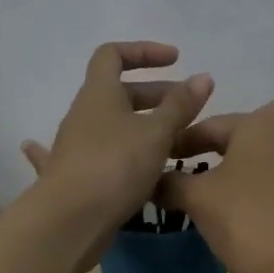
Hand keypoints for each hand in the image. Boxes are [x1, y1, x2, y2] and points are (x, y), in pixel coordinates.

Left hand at [21, 42, 213, 263]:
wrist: (70, 220)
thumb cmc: (115, 166)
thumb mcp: (156, 134)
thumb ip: (180, 106)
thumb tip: (203, 77)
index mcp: (99, 94)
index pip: (113, 54)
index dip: (144, 52)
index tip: (176, 61)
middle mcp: (83, 115)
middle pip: (118, 93)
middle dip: (154, 95)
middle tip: (187, 109)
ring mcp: (76, 147)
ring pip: (112, 127)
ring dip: (141, 127)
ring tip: (172, 142)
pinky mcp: (77, 177)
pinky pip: (100, 157)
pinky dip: (112, 155)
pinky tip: (113, 165)